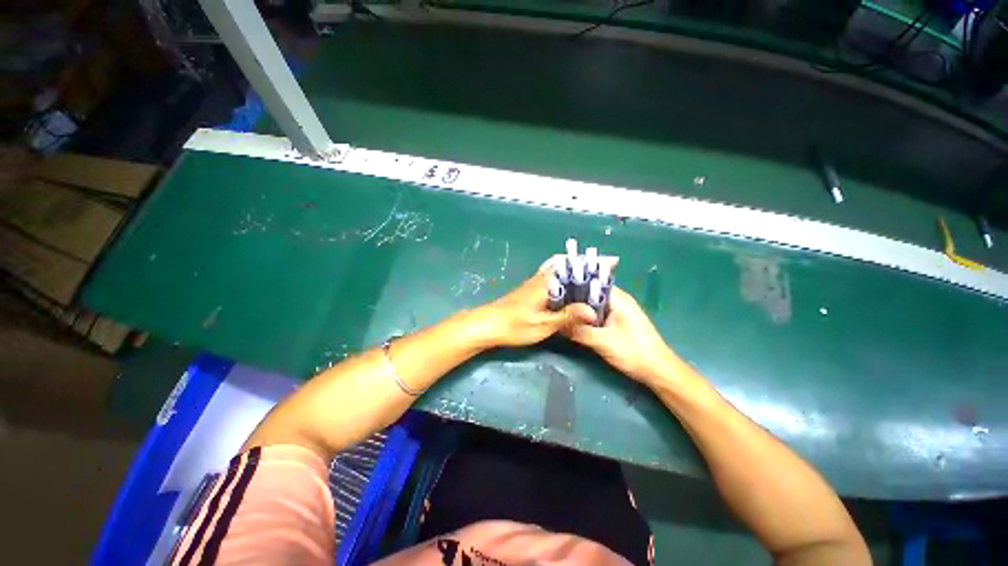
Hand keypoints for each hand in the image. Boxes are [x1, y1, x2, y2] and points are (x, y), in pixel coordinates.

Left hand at [471, 270, 595, 348]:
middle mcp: (541, 278)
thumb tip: (592, 311)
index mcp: (547, 283)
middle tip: (605, 271)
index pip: (575, 267)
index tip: (612, 261)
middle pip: (568, 265)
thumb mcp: (542, 324)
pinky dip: (564, 278)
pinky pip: (552, 278)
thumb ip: (567, 317)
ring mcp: (534, 283)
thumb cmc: (514, 325)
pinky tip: (569, 290)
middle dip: (587, 265)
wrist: (487, 325)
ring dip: (575, 270)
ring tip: (592, 279)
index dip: (594, 263)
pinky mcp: (530, 290)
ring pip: (559, 270)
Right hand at [564, 286, 681, 385]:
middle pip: (591, 293)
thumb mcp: (602, 342)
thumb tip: (556, 323)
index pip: (590, 283)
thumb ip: (578, 331)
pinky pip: (597, 314)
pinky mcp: (618, 321)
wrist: (659, 372)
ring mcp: (619, 310)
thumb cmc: (634, 353)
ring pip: (593, 305)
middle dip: (573, 299)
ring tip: (559, 311)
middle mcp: (618, 300)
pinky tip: (573, 322)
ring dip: (579, 309)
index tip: (553, 291)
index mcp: (618, 298)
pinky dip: (586, 317)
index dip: (572, 286)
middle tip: (553, 303)